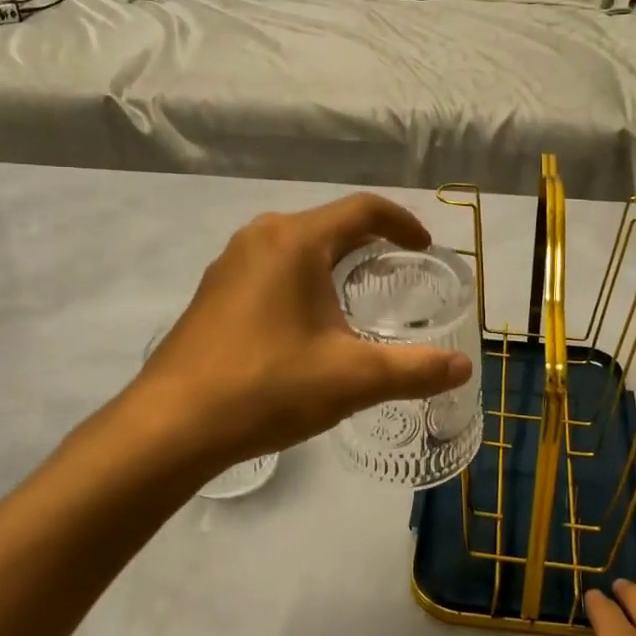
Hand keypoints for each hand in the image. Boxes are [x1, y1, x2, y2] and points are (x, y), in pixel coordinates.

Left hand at [129, 193, 473, 470]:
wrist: (171, 426)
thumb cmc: (267, 387)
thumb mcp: (352, 379)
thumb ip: (415, 370)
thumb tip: (464, 366)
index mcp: (295, 241)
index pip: (363, 210)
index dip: (402, 223)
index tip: (425, 247)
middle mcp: (260, 238)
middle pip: (329, 224)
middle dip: (369, 242)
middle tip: (400, 271)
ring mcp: (229, 264)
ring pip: (297, 246)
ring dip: (333, 261)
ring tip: (359, 293)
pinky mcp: (213, 292)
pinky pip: (271, 268)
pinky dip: (303, 279)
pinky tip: (308, 320)